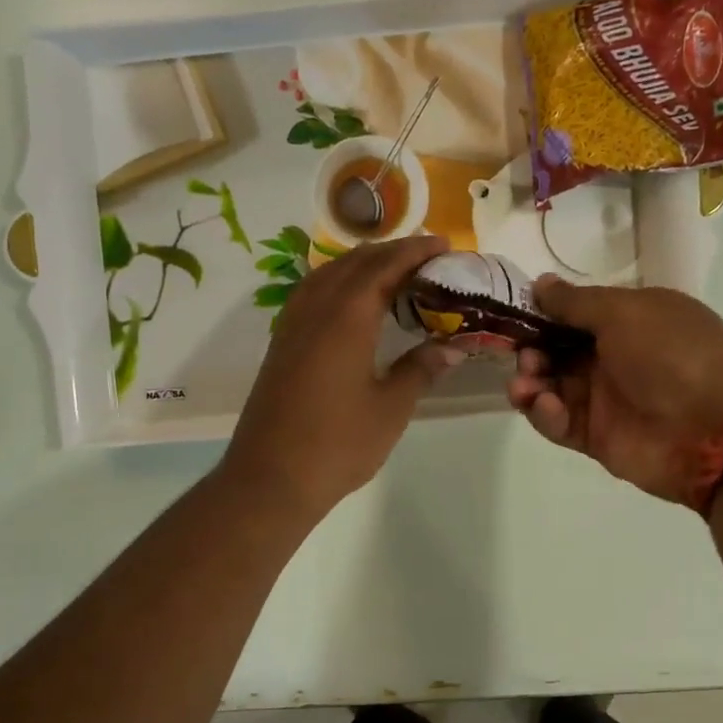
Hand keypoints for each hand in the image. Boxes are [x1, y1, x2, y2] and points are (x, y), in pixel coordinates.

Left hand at [224, 235, 462, 520]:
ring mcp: (292, 324)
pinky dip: (339, 283)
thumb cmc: (338, 445)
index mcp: (346, 317)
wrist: (270, 478)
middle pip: (355, 262)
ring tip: (394, 273)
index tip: (444, 245)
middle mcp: (316, 308)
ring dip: (363, 264)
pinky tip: (352, 302)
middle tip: (427, 258)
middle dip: (392, 252)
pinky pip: (312, 292)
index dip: (416, 251)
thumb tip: (451, 347)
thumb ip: (420, 369)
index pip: (385, 266)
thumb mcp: (390, 408)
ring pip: (329, 273)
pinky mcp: (281, 343)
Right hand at [508, 277, 722, 505]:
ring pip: (551, 387)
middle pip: (556, 351)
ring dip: (531, 382)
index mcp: (628, 320)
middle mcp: (614, 357)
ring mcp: (605, 399)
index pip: (574, 314)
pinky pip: (559, 422)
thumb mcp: (625, 312)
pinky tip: (546, 406)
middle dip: (531, 351)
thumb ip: (576, 302)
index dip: (543, 314)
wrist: (716, 428)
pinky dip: (545, 413)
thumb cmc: (672, 354)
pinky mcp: (597, 437)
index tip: (513, 315)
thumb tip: (540, 283)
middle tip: (524, 356)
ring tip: (525, 384)